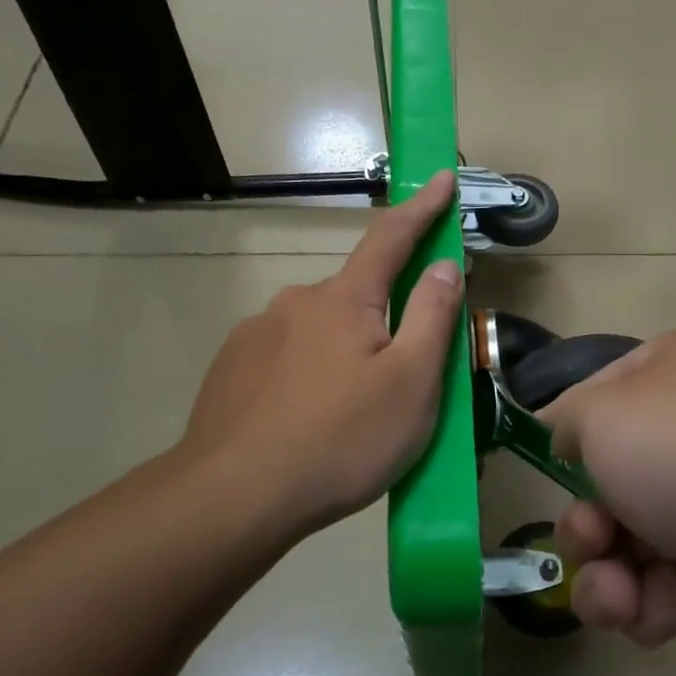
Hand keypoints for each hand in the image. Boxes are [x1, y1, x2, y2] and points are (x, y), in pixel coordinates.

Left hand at [177, 170, 464, 542]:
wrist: (234, 497)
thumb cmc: (341, 439)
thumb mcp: (410, 383)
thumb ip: (431, 318)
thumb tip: (443, 265)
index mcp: (344, 300)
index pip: (391, 238)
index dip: (422, 207)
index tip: (442, 177)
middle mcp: (296, 302)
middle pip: (355, 294)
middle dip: (383, 317)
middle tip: (401, 375)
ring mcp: (256, 335)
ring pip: (319, 331)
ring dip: (344, 353)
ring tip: (352, 414)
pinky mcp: (231, 370)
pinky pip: (285, 359)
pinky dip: (309, 375)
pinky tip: (308, 421)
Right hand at [542, 331, 675, 656]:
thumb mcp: (608, 419)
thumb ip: (566, 424)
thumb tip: (566, 440)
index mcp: (659, 381)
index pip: (587, 409)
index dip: (562, 450)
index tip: (548, 483)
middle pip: (605, 490)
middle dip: (585, 530)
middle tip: (594, 546)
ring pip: (632, 550)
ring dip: (613, 582)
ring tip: (625, 599)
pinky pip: (674, 590)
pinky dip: (661, 606)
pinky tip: (670, 610)